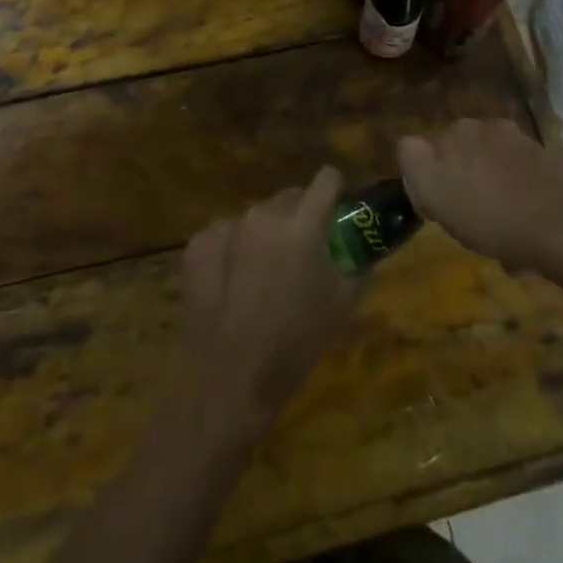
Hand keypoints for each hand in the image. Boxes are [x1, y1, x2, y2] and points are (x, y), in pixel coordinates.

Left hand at [177, 167, 360, 440]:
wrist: (228, 383)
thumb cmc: (295, 344)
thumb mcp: (343, 305)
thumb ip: (358, 263)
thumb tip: (364, 245)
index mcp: (302, 225)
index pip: (327, 179)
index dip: (336, 192)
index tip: (338, 211)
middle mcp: (263, 215)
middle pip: (290, 197)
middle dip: (301, 216)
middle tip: (303, 253)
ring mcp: (226, 226)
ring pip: (258, 216)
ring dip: (267, 233)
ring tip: (264, 275)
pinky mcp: (198, 244)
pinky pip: (227, 234)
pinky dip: (234, 249)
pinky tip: (233, 283)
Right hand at [398, 118, 562, 272]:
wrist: (557, 231)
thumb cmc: (489, 221)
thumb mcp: (437, 200)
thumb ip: (415, 162)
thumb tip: (412, 146)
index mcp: (453, 134)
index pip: (423, 147)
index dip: (428, 173)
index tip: (438, 200)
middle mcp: (480, 125)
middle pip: (457, 146)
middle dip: (459, 167)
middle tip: (468, 204)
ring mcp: (514, 135)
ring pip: (488, 150)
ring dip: (487, 169)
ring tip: (498, 205)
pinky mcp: (541, 150)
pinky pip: (516, 161)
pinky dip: (514, 175)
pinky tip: (522, 202)